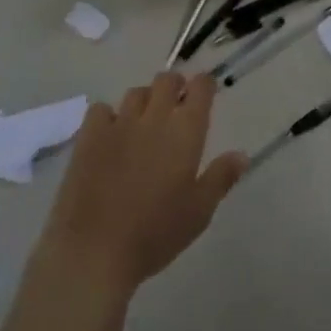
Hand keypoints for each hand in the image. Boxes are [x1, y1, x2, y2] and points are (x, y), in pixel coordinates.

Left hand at [40, 72, 246, 293]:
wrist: (94, 250)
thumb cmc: (156, 234)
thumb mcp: (199, 212)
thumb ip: (221, 178)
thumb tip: (241, 154)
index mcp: (185, 131)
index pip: (200, 88)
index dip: (204, 86)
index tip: (206, 93)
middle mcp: (154, 117)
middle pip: (167, 80)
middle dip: (175, 86)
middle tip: (177, 105)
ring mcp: (119, 124)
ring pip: (136, 92)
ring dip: (145, 100)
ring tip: (145, 122)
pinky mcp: (89, 136)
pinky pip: (101, 109)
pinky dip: (109, 116)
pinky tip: (110, 135)